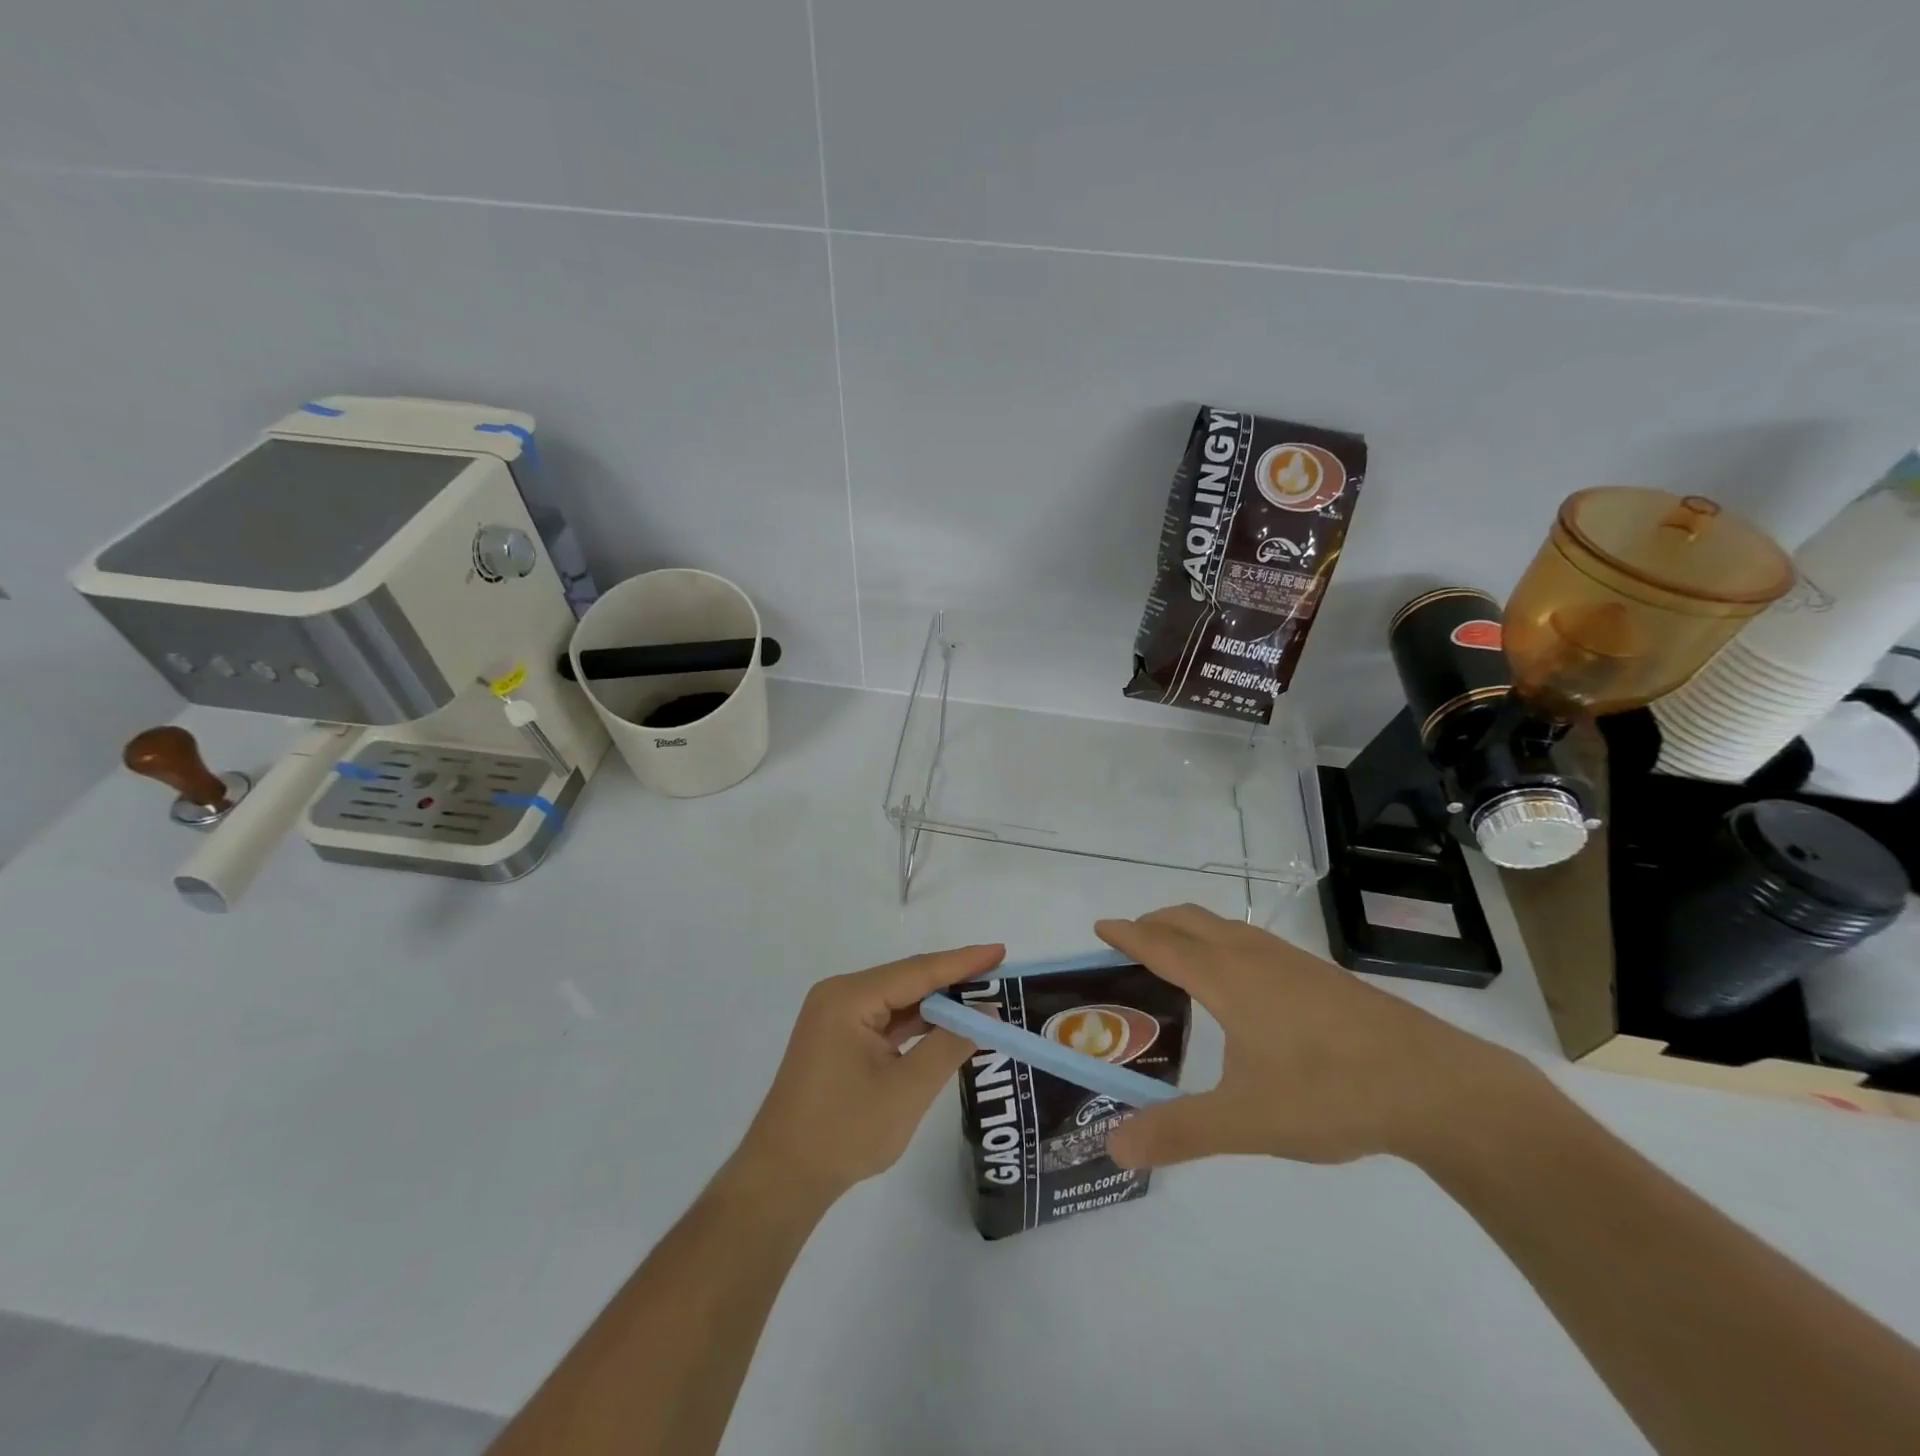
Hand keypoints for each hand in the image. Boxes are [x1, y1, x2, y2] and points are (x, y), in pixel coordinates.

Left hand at [729, 944, 1003, 1205]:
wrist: (782, 1178)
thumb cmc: (844, 1132)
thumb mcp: (907, 1090)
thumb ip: (949, 1046)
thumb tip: (985, 1014)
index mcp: (849, 998)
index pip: (917, 971)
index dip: (963, 962)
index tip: (1000, 951)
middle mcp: (840, 996)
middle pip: (907, 980)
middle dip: (953, 980)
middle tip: (998, 976)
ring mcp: (836, 1017)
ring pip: (898, 1000)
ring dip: (936, 1003)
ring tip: (982, 999)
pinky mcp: (838, 1039)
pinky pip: (886, 1019)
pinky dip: (917, 1023)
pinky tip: (946, 1025)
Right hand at [1094, 905, 1533, 1169]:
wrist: (1437, 1086)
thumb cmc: (1331, 1092)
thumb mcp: (1246, 1121)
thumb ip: (1178, 1132)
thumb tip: (1113, 1145)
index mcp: (1227, 978)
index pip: (1162, 945)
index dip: (1127, 934)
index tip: (1100, 926)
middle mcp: (1254, 956)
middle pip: (1191, 920)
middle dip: (1155, 922)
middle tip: (1130, 943)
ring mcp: (1292, 961)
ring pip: (1226, 927)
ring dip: (1191, 930)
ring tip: (1177, 960)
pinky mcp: (1321, 975)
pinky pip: (1253, 941)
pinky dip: (1224, 943)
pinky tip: (1241, 985)